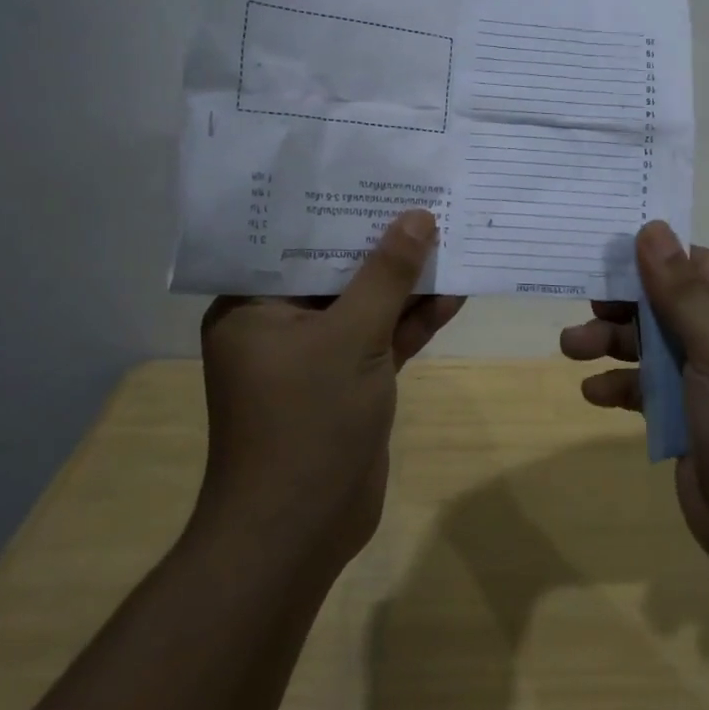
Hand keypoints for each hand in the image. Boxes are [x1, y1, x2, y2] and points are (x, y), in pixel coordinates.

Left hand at [195, 209, 462, 568]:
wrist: (300, 534)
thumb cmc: (306, 422)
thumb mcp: (351, 337)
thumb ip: (387, 276)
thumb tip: (418, 218)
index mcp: (254, 305)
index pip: (295, 241)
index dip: (339, 207)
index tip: (377, 175)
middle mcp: (280, 323)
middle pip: (337, 269)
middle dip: (383, 242)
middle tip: (423, 199)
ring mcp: (317, 355)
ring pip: (365, 304)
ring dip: (406, 282)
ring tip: (450, 236)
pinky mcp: (348, 381)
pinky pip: (382, 337)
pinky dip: (414, 320)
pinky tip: (454, 292)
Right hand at [559, 223, 708, 581]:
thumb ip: (683, 291)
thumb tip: (652, 227)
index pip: (695, 265)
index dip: (650, 258)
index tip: (602, 255)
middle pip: (666, 304)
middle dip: (623, 305)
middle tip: (585, 306)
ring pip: (651, 345)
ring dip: (611, 343)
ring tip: (571, 348)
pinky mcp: (688, 419)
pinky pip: (646, 389)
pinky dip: (619, 386)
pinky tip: (594, 394)